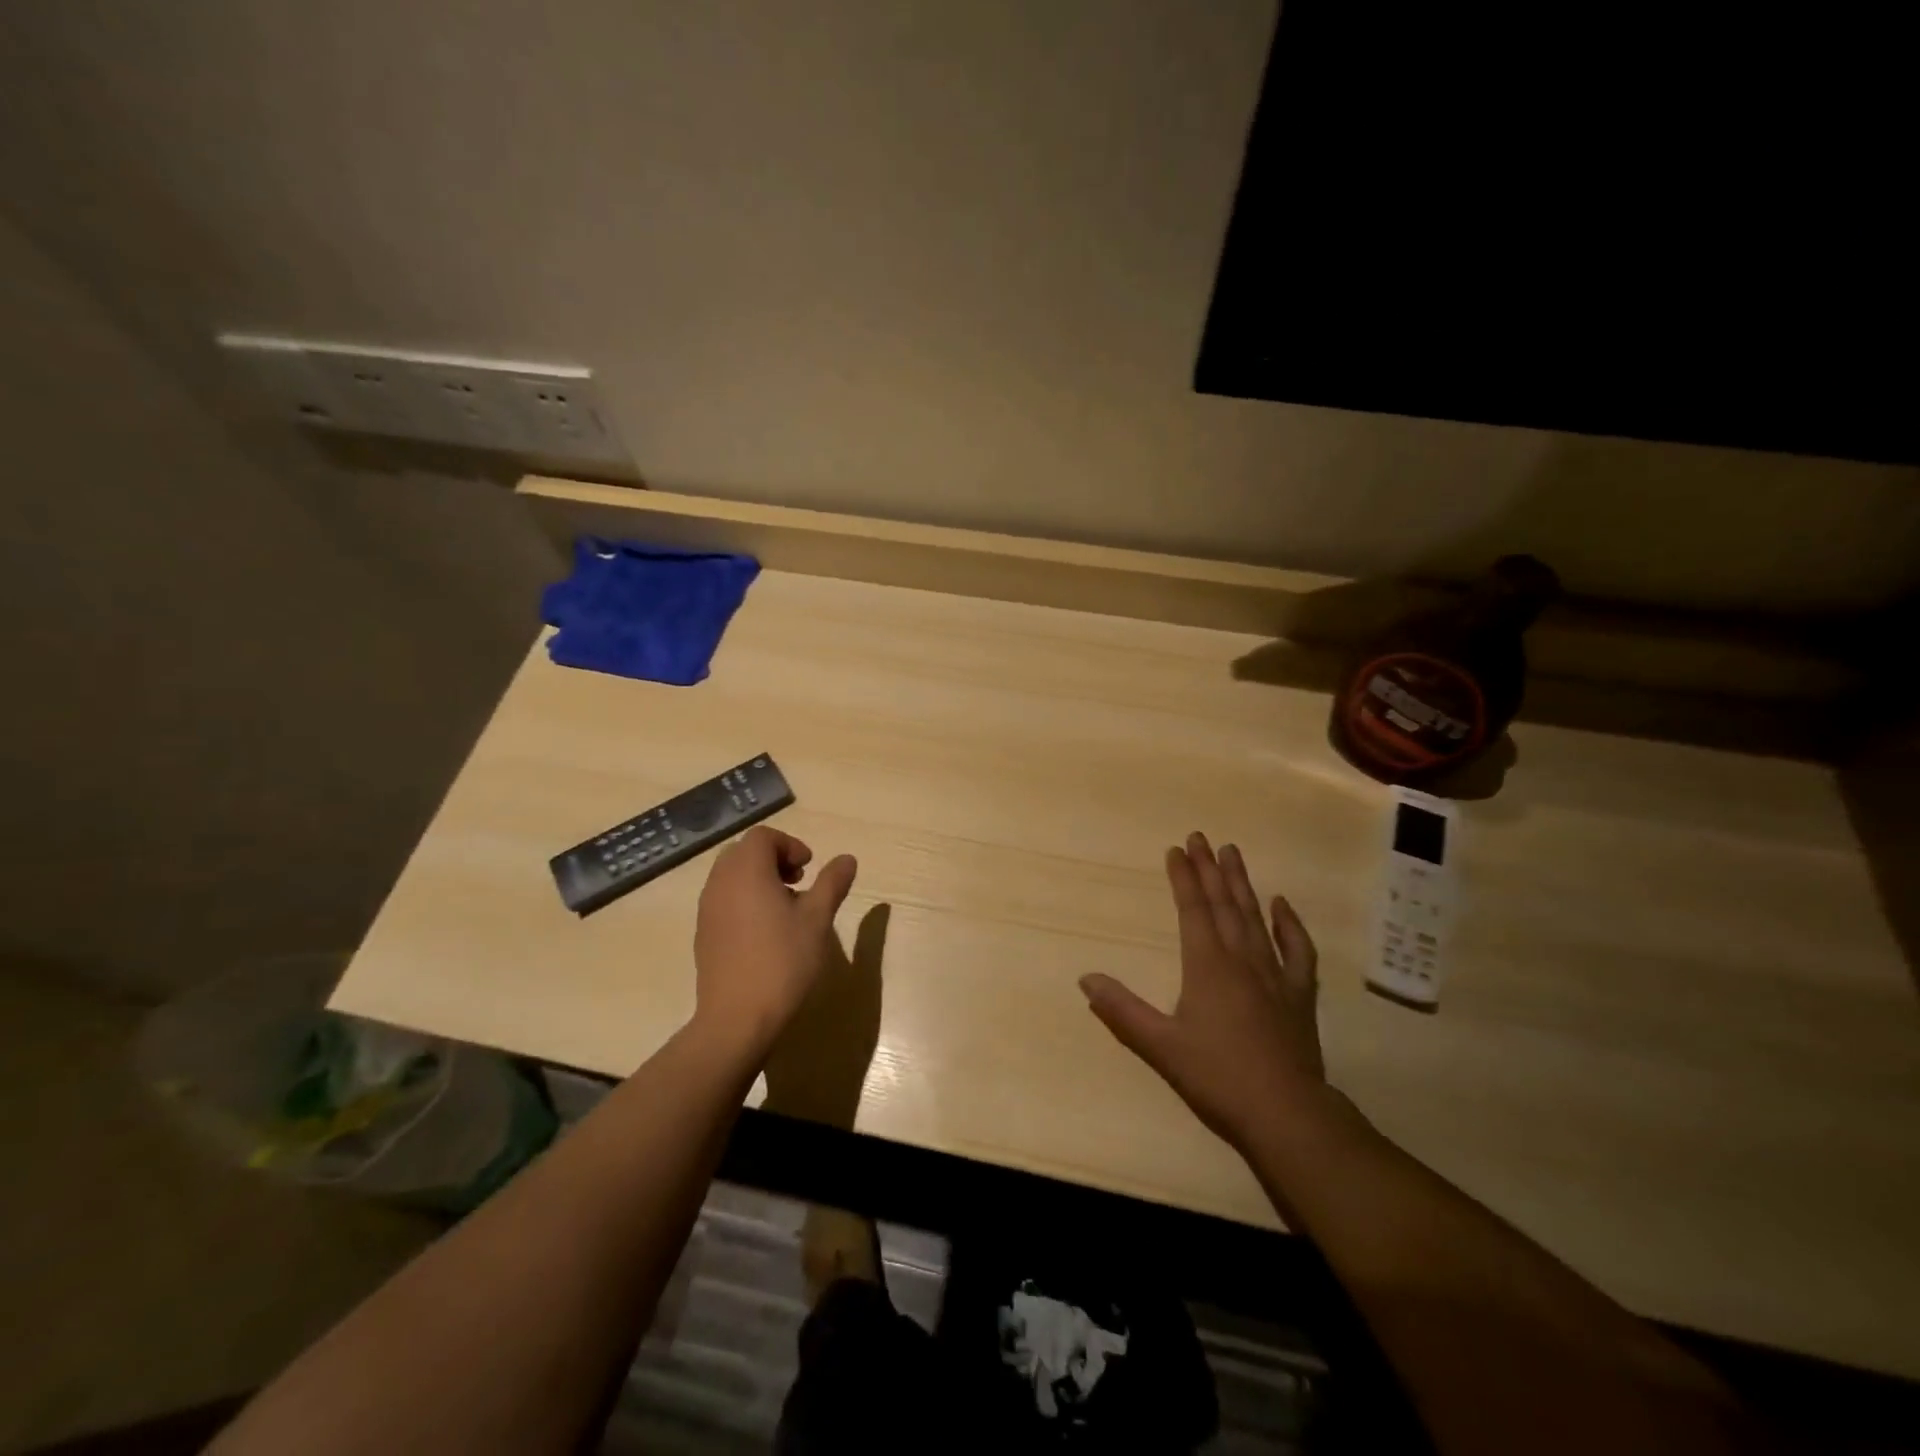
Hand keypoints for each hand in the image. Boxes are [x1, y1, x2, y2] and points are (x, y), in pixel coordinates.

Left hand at [693, 827, 857, 1056]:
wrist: (737, 1018)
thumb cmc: (783, 961)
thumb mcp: (817, 919)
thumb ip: (832, 883)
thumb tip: (847, 859)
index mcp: (747, 871)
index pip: (763, 837)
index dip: (790, 845)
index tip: (809, 869)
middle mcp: (720, 883)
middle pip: (744, 852)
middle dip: (773, 860)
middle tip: (799, 883)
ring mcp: (707, 909)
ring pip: (731, 877)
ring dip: (759, 880)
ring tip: (786, 910)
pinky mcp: (703, 934)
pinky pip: (723, 900)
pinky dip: (744, 901)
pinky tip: (765, 933)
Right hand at [1080, 832, 1326, 1150]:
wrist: (1286, 1113)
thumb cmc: (1218, 1076)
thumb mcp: (1160, 1046)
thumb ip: (1122, 1010)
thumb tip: (1085, 979)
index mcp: (1207, 965)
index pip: (1192, 909)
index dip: (1183, 878)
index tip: (1175, 849)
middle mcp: (1241, 959)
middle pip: (1223, 904)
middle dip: (1209, 868)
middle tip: (1200, 836)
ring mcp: (1275, 974)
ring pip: (1255, 917)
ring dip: (1242, 883)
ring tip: (1233, 852)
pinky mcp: (1299, 994)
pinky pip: (1297, 949)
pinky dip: (1289, 924)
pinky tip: (1281, 904)